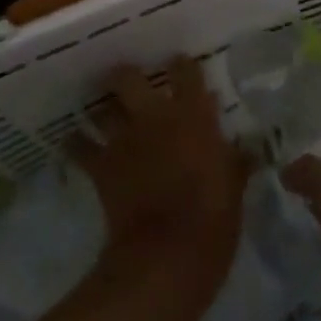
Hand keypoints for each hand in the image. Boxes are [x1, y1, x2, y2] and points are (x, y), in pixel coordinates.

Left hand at [70, 58, 251, 304]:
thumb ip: (234, 159)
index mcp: (193, 114)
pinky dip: (76, 143)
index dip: (182, 66)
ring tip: (102, 111)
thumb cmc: (213, 217)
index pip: (186, 71)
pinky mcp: (101, 166)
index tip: (181, 66)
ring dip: (101, 109)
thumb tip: (245, 148)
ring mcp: (123, 139)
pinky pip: (79, 146)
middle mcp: (154, 115)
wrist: (168, 254)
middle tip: (129, 82)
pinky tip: (75, 143)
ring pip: (101, 107)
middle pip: (129, 77)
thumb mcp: (235, 185)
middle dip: (125, 76)